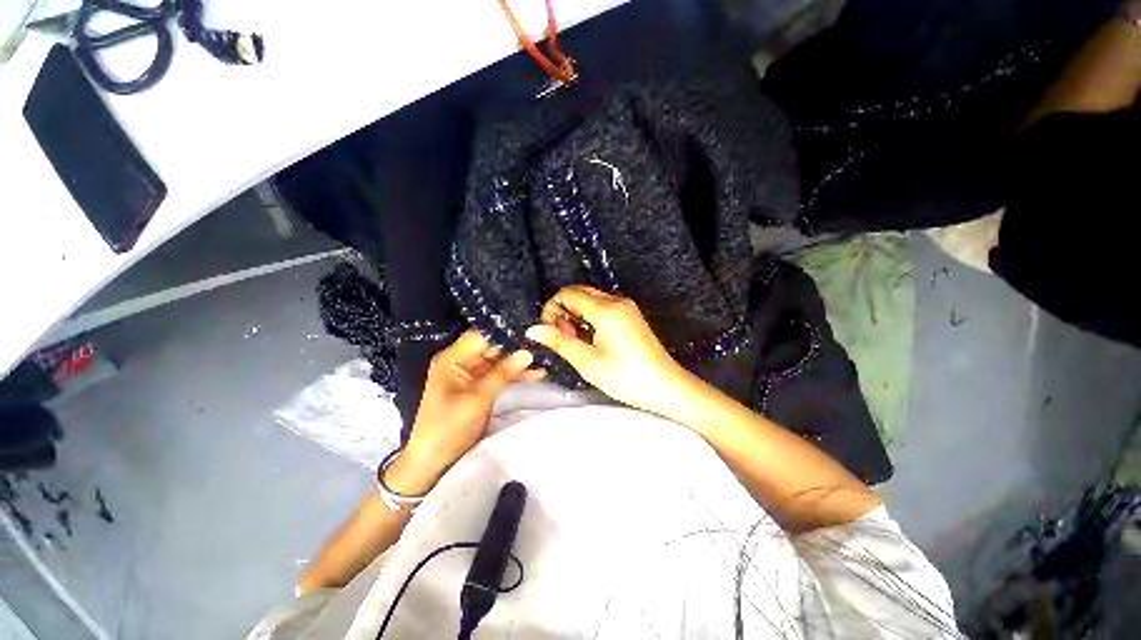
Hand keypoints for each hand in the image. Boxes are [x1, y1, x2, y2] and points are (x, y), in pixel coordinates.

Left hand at [390, 330, 542, 494]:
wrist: (434, 460)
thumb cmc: (449, 426)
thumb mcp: (478, 397)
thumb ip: (503, 373)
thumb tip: (527, 353)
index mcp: (453, 358)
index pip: (482, 335)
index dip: (505, 330)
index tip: (531, 327)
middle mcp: (462, 361)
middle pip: (493, 346)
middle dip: (517, 345)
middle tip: (544, 340)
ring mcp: (472, 375)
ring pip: (500, 361)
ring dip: (520, 361)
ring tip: (546, 355)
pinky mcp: (480, 387)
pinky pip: (500, 375)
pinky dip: (516, 375)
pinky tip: (537, 373)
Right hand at [525, 286, 695, 417]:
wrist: (666, 386)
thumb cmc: (627, 378)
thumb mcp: (588, 362)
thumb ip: (559, 342)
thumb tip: (533, 330)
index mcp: (606, 310)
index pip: (568, 294)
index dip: (552, 308)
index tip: (549, 330)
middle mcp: (617, 301)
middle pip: (579, 292)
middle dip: (564, 310)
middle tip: (563, 337)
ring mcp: (626, 307)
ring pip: (590, 298)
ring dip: (576, 314)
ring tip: (577, 341)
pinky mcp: (630, 315)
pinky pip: (603, 306)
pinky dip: (590, 317)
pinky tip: (591, 338)